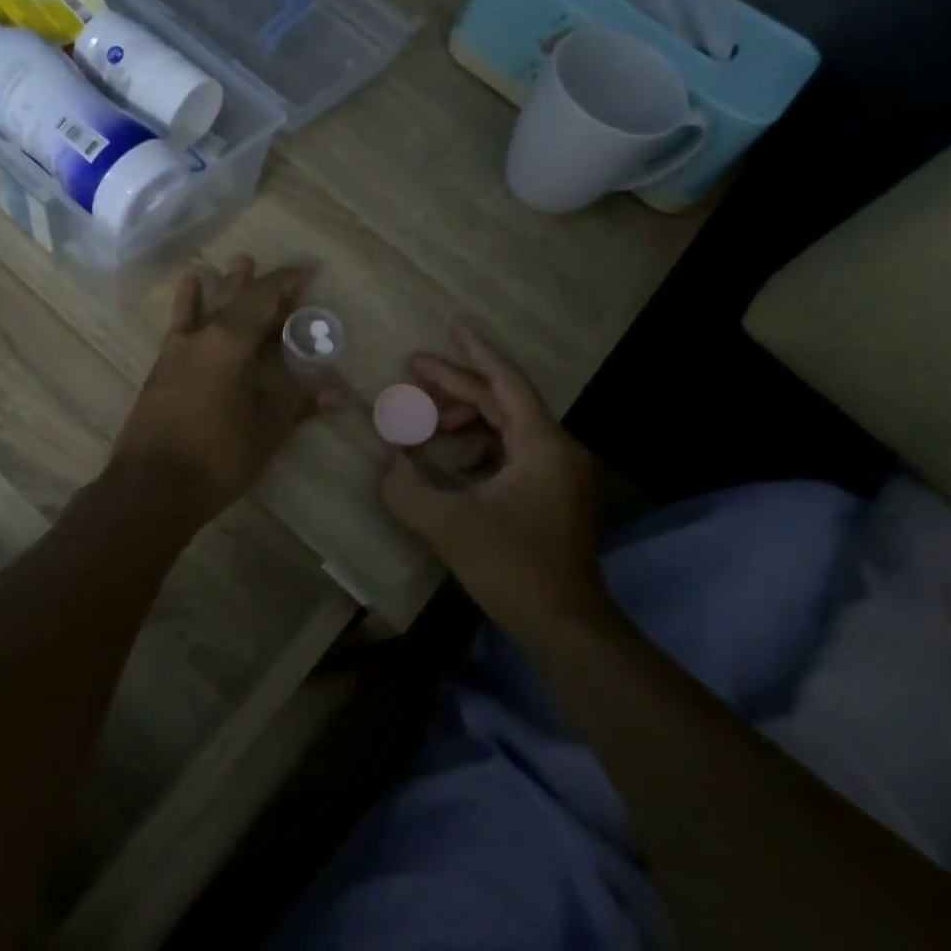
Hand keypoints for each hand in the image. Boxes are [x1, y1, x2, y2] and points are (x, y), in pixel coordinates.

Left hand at [113, 255, 337, 519]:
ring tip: (234, 263)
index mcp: (228, 345)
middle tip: (276, 270)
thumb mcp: (264, 431)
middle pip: (232, 300)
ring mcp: (176, 353)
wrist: (150, 488)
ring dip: (222, 287)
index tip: (306, 271)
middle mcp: (200, 339)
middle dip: (256, 283)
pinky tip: (189, 293)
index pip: (261, 300)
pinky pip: (180, 327)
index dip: (284, 283)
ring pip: (204, 309)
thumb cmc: (215, 457)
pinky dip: (189, 308)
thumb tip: (336, 393)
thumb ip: (296, 404)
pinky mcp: (161, 371)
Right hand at [380, 325, 607, 640]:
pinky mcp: (553, 491)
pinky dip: (481, 443)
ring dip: (467, 415)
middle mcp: (557, 448)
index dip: (476, 353)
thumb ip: (406, 487)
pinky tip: (453, 454)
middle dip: (457, 385)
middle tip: (413, 370)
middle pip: (503, 401)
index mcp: (542, 445)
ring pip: (508, 425)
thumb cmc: (511, 569)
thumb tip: (386, 458)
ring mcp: (559, 471)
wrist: (564, 624)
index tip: (452, 326)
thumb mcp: (448, 526)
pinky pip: (514, 449)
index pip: (506, 382)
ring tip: (427, 418)